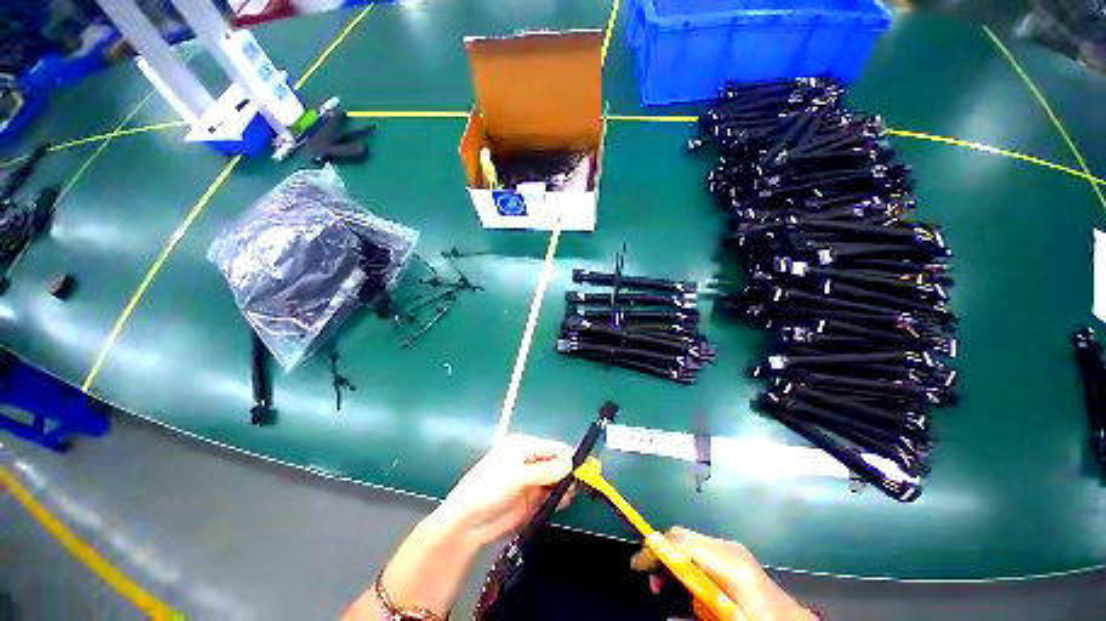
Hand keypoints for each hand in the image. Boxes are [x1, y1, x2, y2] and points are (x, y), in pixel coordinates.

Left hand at [439, 435, 575, 545]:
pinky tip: (562, 502)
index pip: (553, 447)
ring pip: (557, 479)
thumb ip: (545, 471)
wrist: (467, 524)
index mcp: (524, 446)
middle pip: (557, 463)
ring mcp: (532, 481)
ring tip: (567, 496)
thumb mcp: (516, 476)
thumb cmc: (488, 489)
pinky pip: (552, 495)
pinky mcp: (533, 500)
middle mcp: (530, 460)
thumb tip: (572, 464)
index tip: (587, 468)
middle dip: (569, 472)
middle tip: (578, 486)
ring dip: (565, 486)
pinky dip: (560, 498)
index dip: (569, 456)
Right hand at [632, 527, 816, 620]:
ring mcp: (731, 547)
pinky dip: (684, 559)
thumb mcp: (728, 620)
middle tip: (650, 580)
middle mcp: (728, 547)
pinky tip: (686, 582)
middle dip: (659, 552)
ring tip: (664, 585)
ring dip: (670, 557)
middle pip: (681, 535)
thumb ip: (696, 611)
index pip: (681, 543)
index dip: (654, 550)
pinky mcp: (732, 553)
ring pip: (688, 539)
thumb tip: (665, 610)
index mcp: (729, 563)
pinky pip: (698, 548)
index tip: (637, 566)